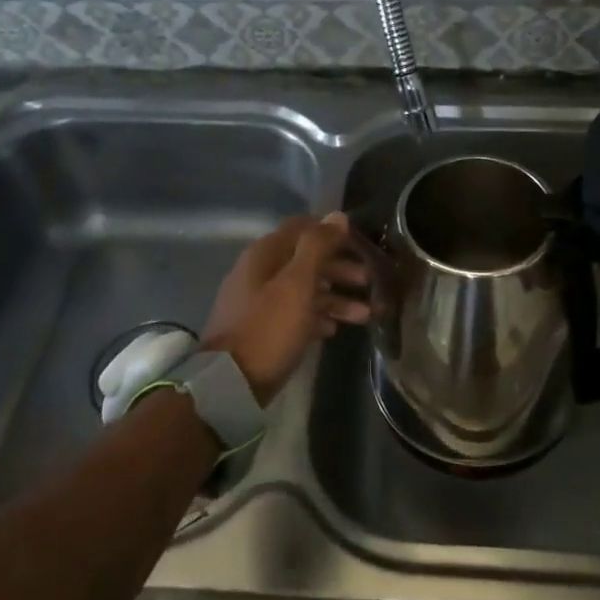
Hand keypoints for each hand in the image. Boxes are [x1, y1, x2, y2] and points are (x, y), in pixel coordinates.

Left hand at [201, 214, 370, 405]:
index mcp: (264, 254)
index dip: (332, 233)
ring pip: (304, 289)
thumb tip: (338, 216)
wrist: (230, 384)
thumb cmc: (268, 328)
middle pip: (306, 260)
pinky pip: (294, 313)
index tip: (361, 244)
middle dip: (340, 268)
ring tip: (365, 314)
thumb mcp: (297, 284)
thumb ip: (317, 247)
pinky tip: (335, 329)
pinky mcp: (261, 328)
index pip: (302, 228)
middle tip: (369, 281)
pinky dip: (316, 317)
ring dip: (335, 297)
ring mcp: (258, 301)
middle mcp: (260, 271)